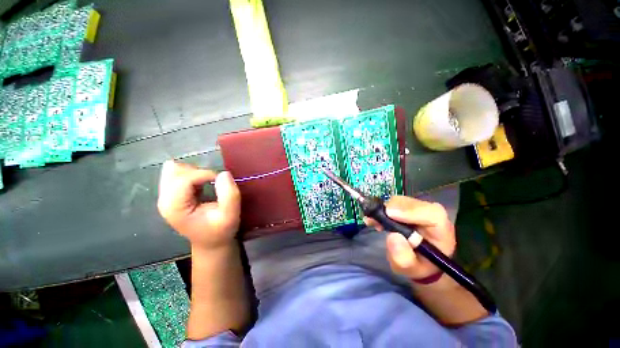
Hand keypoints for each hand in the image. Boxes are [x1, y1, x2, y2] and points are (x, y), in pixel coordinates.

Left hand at [157, 160, 240, 250]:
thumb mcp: (230, 215)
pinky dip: (192, 175)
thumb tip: (224, 174)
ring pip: (175, 170)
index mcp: (175, 207)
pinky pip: (178, 175)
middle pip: (176, 172)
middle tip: (214, 183)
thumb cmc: (221, 230)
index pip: (184, 179)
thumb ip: (229, 195)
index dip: (205, 174)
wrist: (211, 242)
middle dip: (199, 173)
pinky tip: (201, 185)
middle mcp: (164, 200)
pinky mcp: (171, 195)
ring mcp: (166, 197)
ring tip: (208, 184)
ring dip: (195, 173)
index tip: (222, 180)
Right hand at [364, 196, 455, 279]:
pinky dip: (381, 210)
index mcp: (441, 230)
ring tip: (376, 224)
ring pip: (399, 201)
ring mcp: (418, 207)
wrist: (421, 260)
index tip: (389, 214)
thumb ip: (403, 258)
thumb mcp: (411, 270)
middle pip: (410, 203)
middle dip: (391, 210)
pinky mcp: (406, 206)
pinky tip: (376, 220)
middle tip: (376, 222)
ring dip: (384, 210)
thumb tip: (393, 236)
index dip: (410, 211)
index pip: (432, 214)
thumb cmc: (419, 266)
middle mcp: (431, 213)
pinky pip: (392, 202)